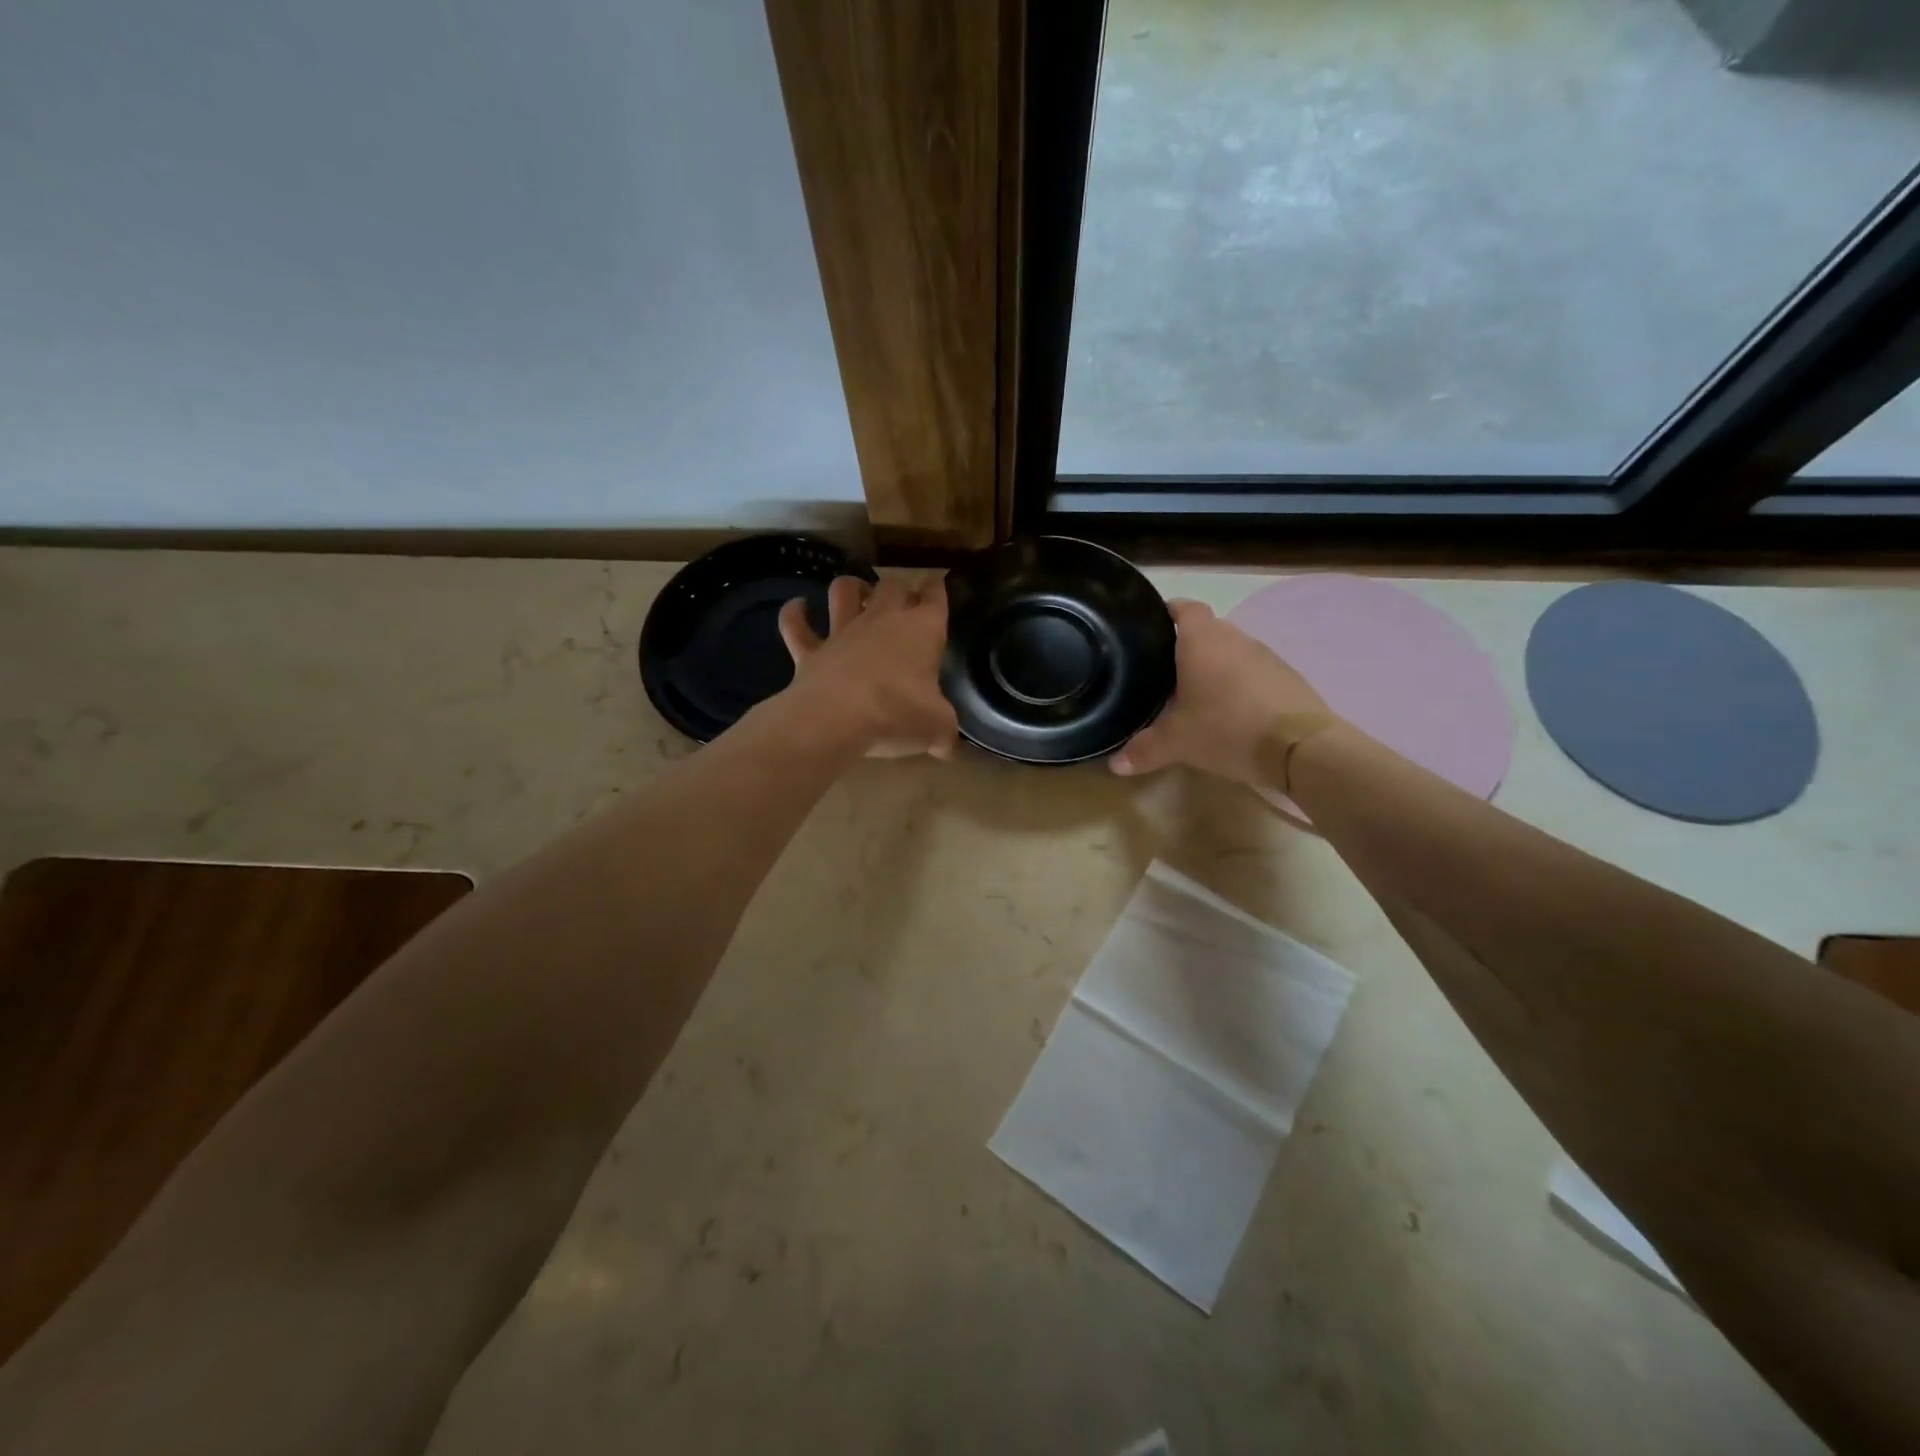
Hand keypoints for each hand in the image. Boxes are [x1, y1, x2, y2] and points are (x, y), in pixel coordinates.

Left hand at [778, 575, 960, 759]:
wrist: (837, 720)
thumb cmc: (897, 714)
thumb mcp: (937, 728)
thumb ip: (945, 733)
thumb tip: (948, 748)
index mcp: (921, 630)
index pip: (934, 597)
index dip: (937, 589)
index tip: (938, 586)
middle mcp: (881, 620)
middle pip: (892, 585)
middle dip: (898, 587)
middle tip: (901, 599)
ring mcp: (842, 632)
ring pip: (844, 591)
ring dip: (850, 587)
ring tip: (855, 592)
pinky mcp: (809, 651)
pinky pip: (796, 624)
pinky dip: (794, 613)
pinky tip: (798, 606)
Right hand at [1110, 599, 1335, 785]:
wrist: (1300, 747)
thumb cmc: (1227, 728)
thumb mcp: (1178, 742)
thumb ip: (1144, 749)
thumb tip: (1115, 764)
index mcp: (1202, 640)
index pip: (1183, 608)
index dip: (1166, 612)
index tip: (1149, 627)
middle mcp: (1235, 638)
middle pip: (1206, 630)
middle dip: (1185, 646)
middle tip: (1162, 671)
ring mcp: (1265, 655)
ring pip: (1230, 651)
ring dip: (1213, 666)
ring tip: (1193, 693)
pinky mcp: (1286, 677)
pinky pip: (1252, 671)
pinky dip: (1237, 683)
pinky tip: (1228, 710)